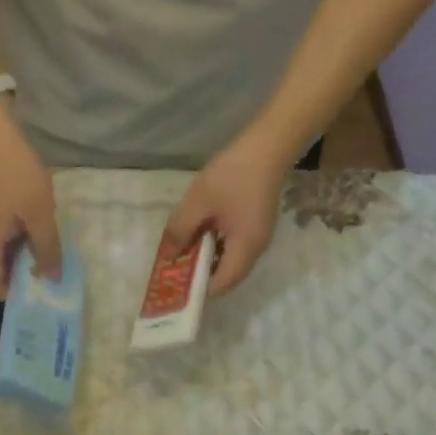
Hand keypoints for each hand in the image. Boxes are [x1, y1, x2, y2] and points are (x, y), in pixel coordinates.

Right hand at [0, 99, 61, 297]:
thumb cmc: (17, 176)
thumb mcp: (40, 215)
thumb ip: (47, 249)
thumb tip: (51, 280)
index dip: (12, 294)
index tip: (36, 291)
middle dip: (19, 275)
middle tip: (47, 272)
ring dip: (19, 255)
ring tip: (45, 250)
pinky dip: (14, 239)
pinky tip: (33, 228)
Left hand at [162, 129, 291, 294]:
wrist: (268, 145)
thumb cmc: (233, 175)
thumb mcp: (198, 202)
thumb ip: (180, 230)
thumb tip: (167, 256)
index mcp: (245, 248)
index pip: (222, 284)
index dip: (199, 289)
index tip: (176, 285)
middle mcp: (256, 249)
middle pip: (227, 275)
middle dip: (200, 275)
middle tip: (175, 269)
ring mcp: (259, 237)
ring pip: (230, 260)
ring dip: (207, 258)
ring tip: (182, 251)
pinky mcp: (256, 224)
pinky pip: (234, 245)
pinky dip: (216, 245)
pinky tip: (199, 232)